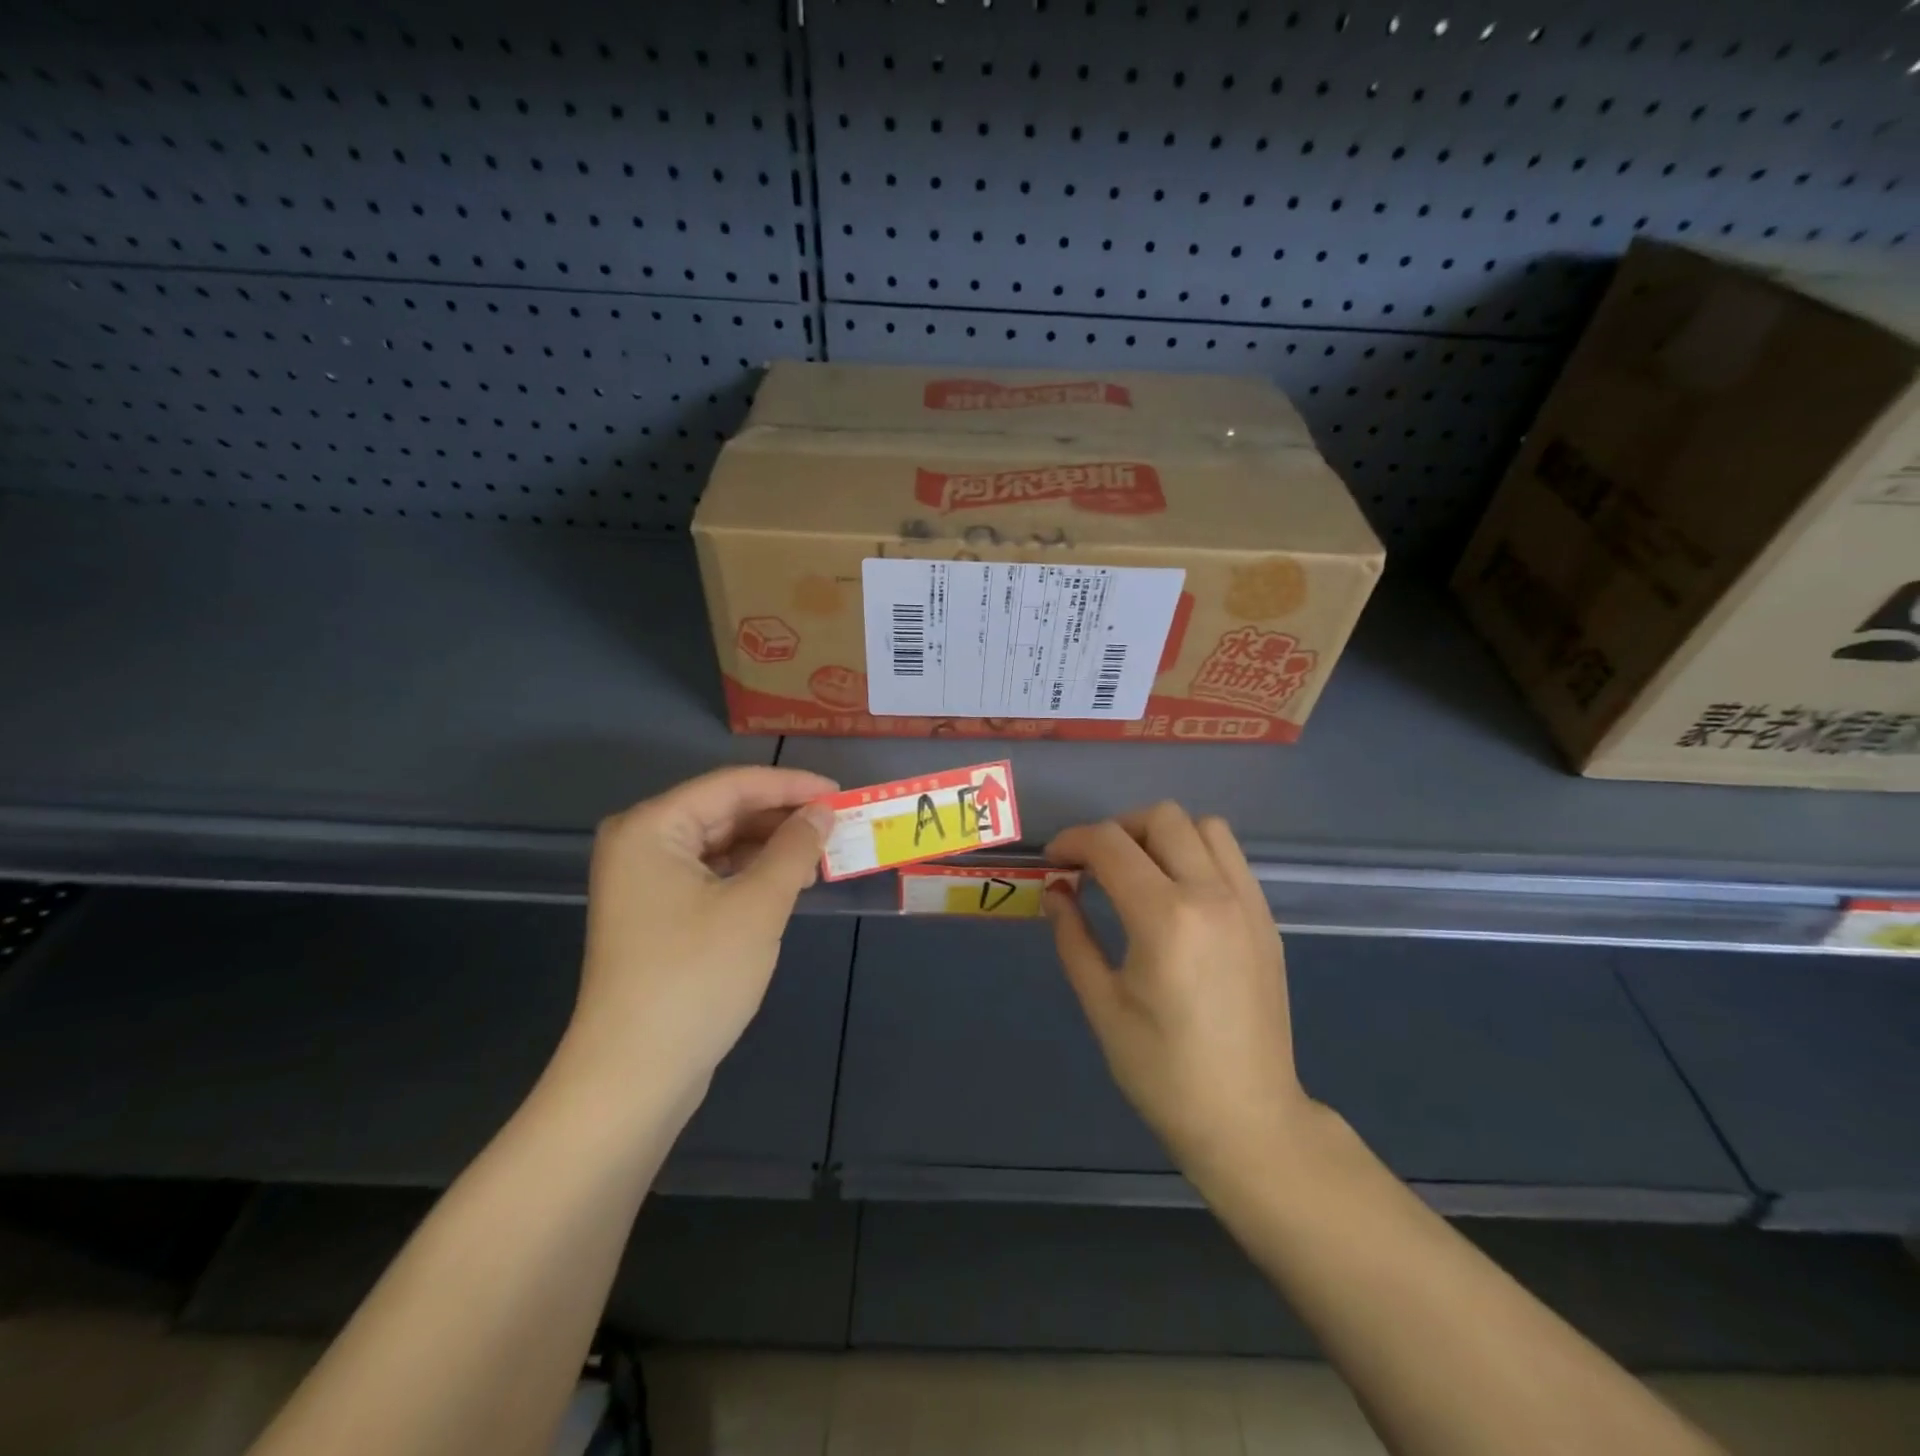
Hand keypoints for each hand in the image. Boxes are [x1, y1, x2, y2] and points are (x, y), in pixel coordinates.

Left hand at [563, 766, 835, 1113]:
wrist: (634, 1075)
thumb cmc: (695, 978)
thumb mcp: (757, 906)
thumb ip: (794, 849)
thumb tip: (823, 812)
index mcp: (652, 827)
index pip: (732, 786)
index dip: (791, 785)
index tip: (841, 793)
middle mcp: (642, 844)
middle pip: (724, 811)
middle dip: (782, 816)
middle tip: (838, 823)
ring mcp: (646, 882)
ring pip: (720, 844)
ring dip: (770, 845)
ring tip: (822, 851)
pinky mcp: (657, 914)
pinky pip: (712, 874)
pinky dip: (751, 873)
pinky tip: (788, 880)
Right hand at [1044, 802, 1315, 1184]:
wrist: (1248, 1117)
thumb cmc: (1163, 1071)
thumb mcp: (1102, 1004)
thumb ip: (1073, 936)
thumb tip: (1055, 890)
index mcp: (1165, 918)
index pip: (1111, 844)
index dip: (1073, 841)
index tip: (1054, 860)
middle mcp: (1212, 895)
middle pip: (1161, 817)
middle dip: (1116, 830)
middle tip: (1094, 866)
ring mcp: (1247, 903)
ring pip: (1204, 825)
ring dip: (1162, 834)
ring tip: (1139, 872)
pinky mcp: (1266, 918)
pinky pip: (1230, 856)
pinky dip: (1197, 853)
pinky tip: (1178, 894)